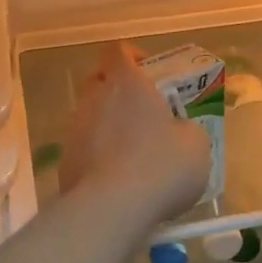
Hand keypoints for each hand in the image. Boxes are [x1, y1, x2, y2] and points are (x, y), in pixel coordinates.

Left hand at [62, 43, 211, 230]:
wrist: (111, 210)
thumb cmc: (160, 165)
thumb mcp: (196, 144)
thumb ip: (186, 129)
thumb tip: (179, 132)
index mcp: (125, 83)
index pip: (118, 51)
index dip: (132, 56)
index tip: (148, 71)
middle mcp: (94, 99)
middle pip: (98, 81)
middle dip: (117, 90)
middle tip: (143, 111)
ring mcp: (75, 131)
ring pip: (90, 117)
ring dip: (109, 127)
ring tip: (133, 153)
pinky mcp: (65, 163)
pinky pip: (85, 150)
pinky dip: (99, 157)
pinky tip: (119, 181)